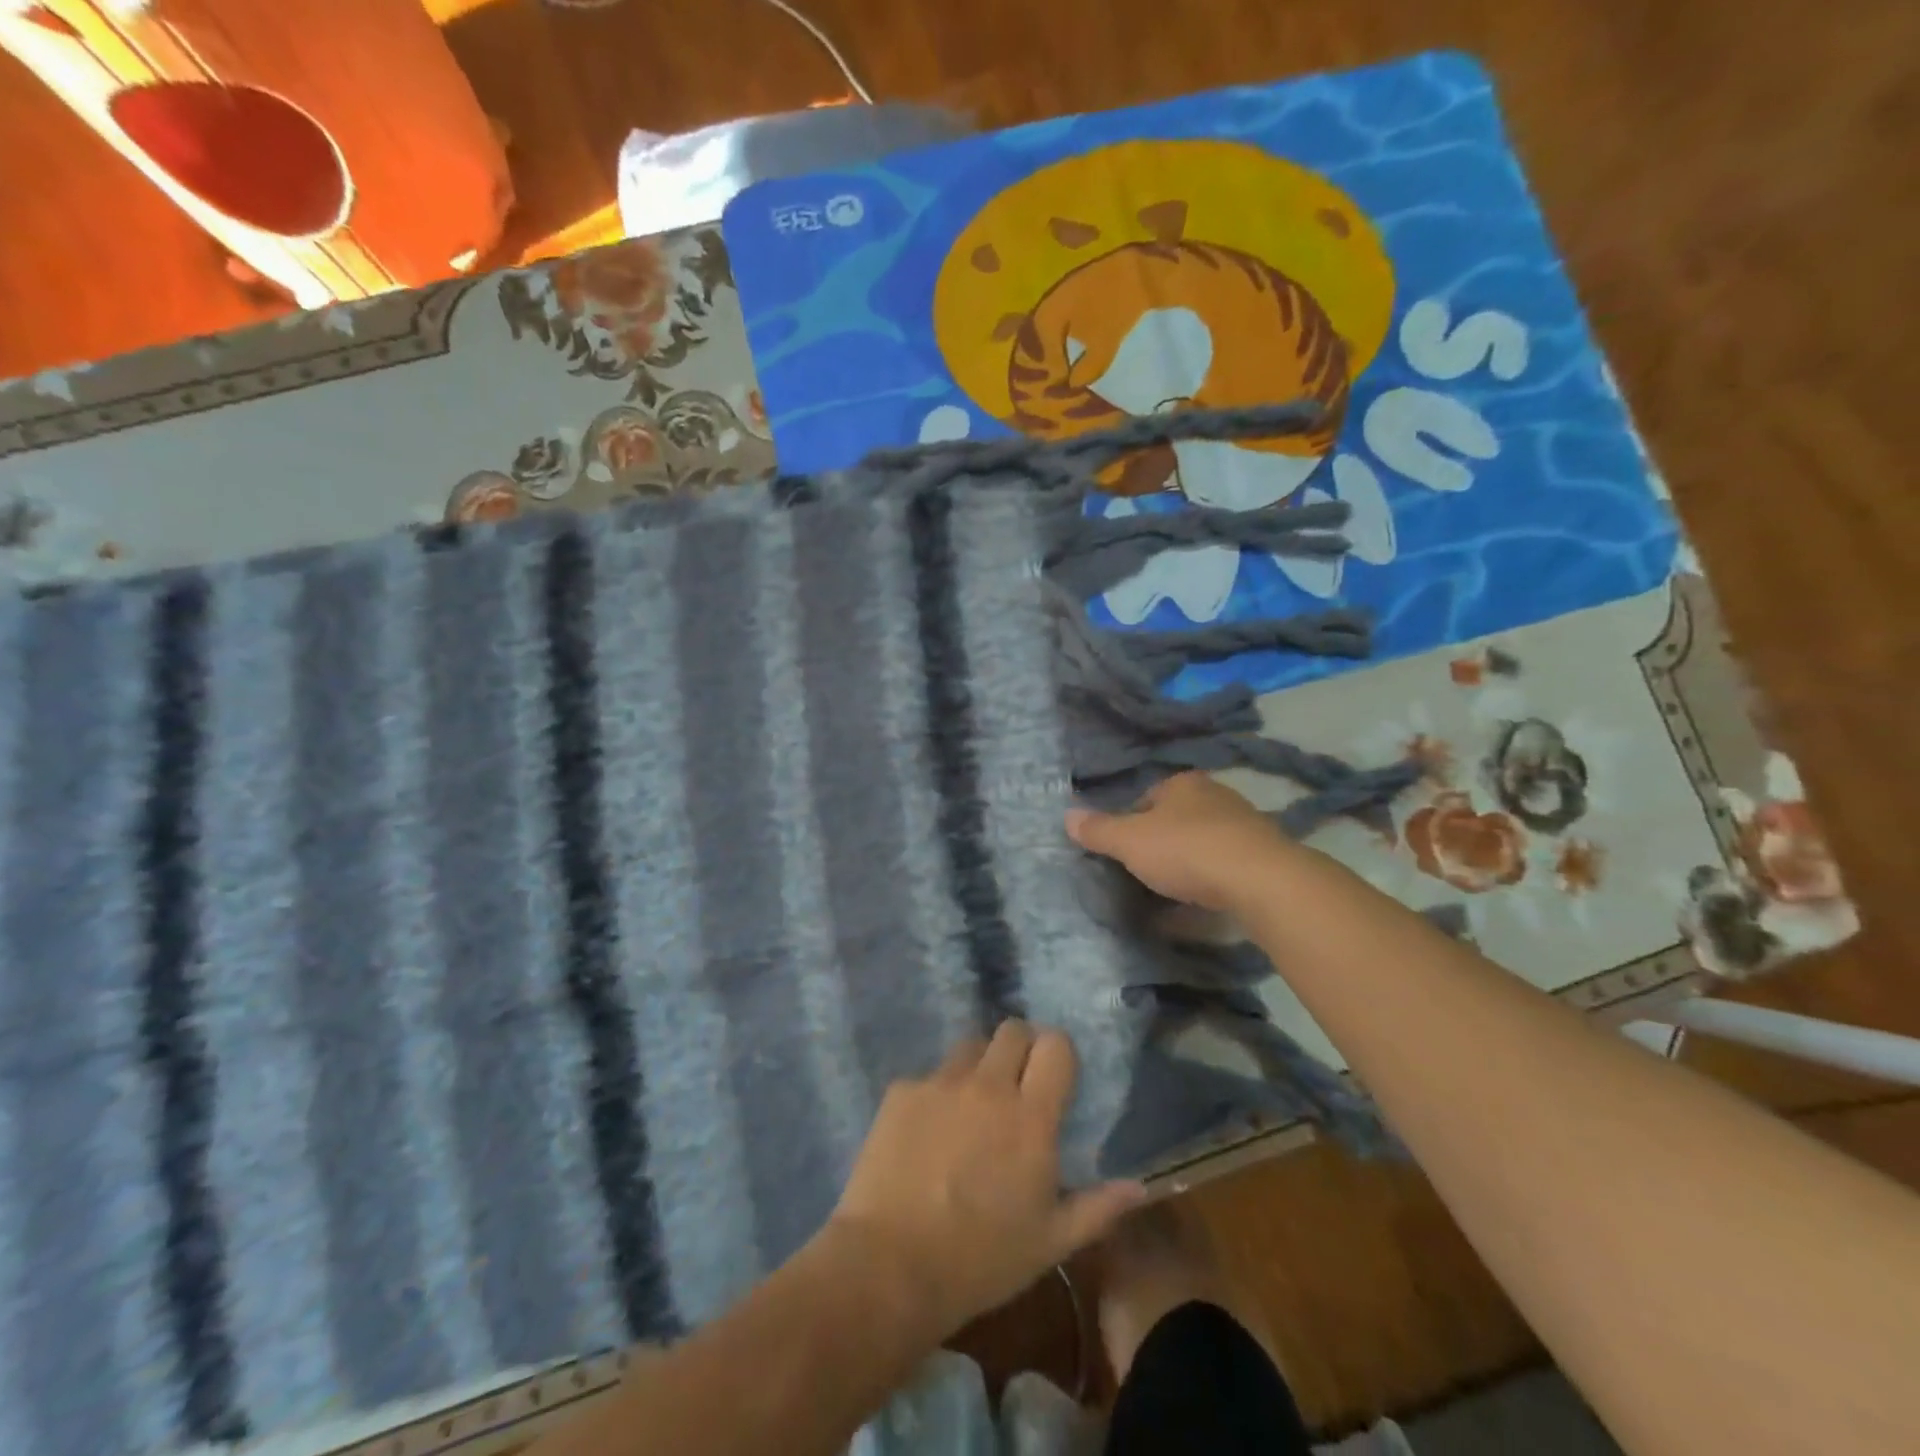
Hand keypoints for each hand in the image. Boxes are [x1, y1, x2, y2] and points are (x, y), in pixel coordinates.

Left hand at [829, 1021, 1147, 1337]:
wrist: (890, 1265)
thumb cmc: (982, 1260)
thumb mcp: (1051, 1243)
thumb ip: (1098, 1208)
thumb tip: (1138, 1187)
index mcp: (1031, 1117)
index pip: (1055, 1045)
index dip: (1057, 1053)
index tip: (1054, 1076)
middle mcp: (988, 1086)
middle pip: (1012, 1029)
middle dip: (1020, 1048)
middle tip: (1016, 1085)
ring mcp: (941, 1083)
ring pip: (970, 1046)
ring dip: (979, 1065)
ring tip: (971, 1106)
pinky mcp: (901, 1090)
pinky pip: (928, 1076)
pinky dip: (936, 1094)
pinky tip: (926, 1135)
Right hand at [1066, 772, 1289, 910]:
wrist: (1261, 880)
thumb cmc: (1186, 850)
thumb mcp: (1130, 841)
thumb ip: (1098, 830)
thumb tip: (1067, 816)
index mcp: (1183, 783)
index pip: (1146, 797)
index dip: (1130, 822)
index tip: (1122, 850)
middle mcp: (1216, 795)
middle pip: (1176, 819)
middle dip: (1160, 842)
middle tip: (1143, 871)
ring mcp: (1244, 825)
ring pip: (1203, 842)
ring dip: (1188, 863)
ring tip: (1171, 891)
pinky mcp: (1264, 856)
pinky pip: (1226, 866)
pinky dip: (1212, 881)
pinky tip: (1202, 903)